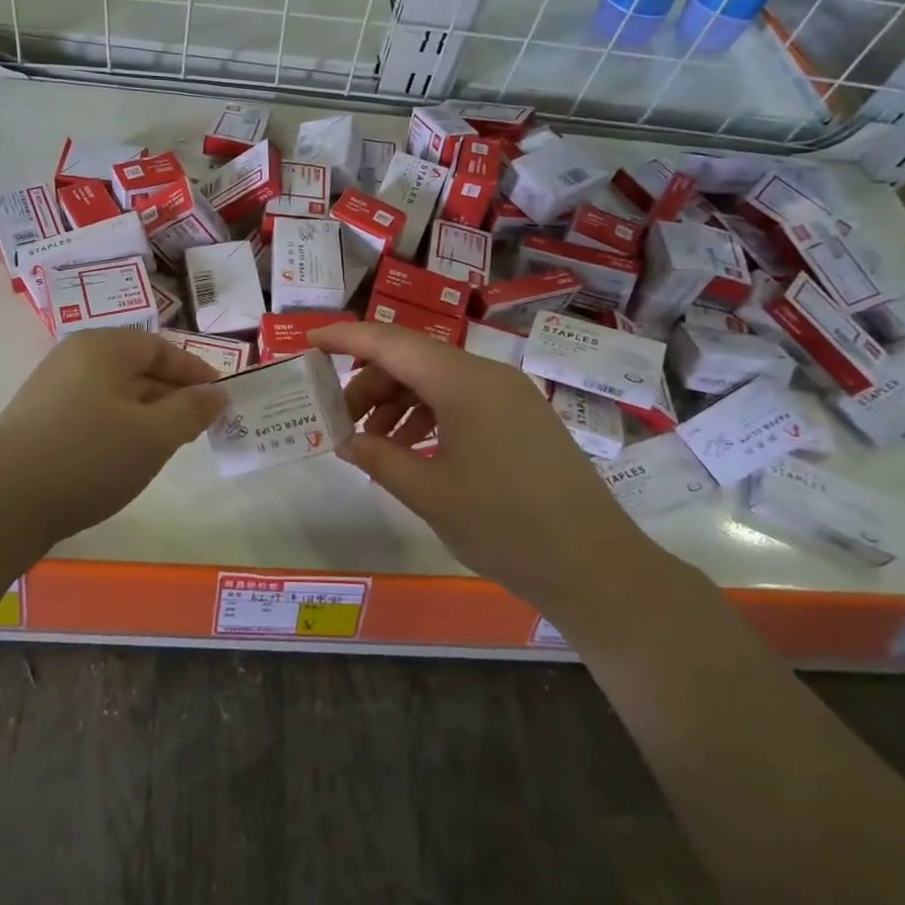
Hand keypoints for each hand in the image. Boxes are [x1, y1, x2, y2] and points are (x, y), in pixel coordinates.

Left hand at [0, 329, 225, 550]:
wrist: (1, 504)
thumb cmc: (88, 458)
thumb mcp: (153, 435)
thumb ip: (191, 410)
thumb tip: (216, 393)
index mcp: (102, 347)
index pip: (161, 348)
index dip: (195, 372)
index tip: (220, 400)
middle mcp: (74, 358)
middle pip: (137, 368)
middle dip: (172, 396)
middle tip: (198, 428)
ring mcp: (52, 389)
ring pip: (115, 393)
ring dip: (147, 415)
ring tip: (167, 447)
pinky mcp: (39, 421)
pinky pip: (93, 413)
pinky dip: (119, 429)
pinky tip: (126, 459)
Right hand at [311, 322, 664, 617]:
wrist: (596, 566)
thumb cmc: (505, 527)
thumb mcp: (429, 494)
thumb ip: (380, 459)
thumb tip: (346, 442)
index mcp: (463, 382)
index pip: (391, 343)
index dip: (346, 338)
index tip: (308, 342)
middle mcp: (487, 375)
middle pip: (413, 360)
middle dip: (370, 384)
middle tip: (339, 420)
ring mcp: (509, 395)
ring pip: (437, 380)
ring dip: (398, 403)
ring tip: (372, 442)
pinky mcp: (522, 417)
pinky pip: (462, 400)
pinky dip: (429, 416)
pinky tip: (413, 449)